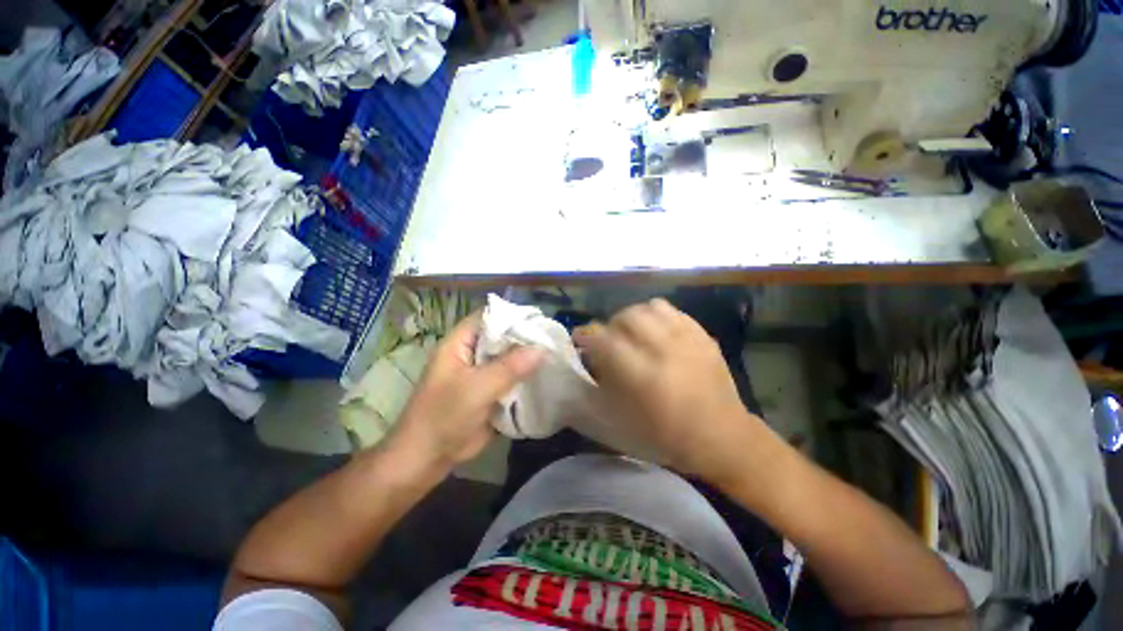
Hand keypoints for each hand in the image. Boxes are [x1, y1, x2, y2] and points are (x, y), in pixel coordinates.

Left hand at [390, 312, 544, 471]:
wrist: (428, 459)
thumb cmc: (443, 417)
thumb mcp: (477, 389)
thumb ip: (509, 367)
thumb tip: (542, 349)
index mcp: (460, 344)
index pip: (488, 317)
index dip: (513, 316)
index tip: (540, 321)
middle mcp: (472, 354)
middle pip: (502, 338)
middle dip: (526, 339)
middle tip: (554, 340)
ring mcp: (482, 373)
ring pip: (509, 359)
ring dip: (528, 360)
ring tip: (556, 356)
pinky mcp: (491, 391)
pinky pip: (512, 379)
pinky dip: (526, 378)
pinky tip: (546, 377)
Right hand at [574, 299, 767, 483]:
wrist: (721, 435)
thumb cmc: (667, 433)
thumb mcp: (625, 416)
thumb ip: (604, 381)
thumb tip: (592, 356)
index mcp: (642, 375)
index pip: (605, 340)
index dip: (588, 335)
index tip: (581, 337)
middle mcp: (663, 350)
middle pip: (627, 316)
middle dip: (611, 323)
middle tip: (610, 337)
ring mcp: (686, 339)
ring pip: (650, 307)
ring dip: (634, 316)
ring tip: (634, 330)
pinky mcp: (702, 335)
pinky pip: (673, 311)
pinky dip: (657, 315)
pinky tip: (657, 330)